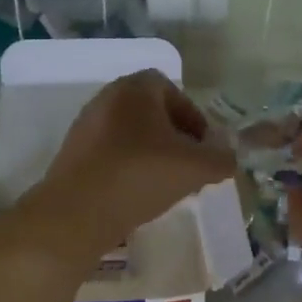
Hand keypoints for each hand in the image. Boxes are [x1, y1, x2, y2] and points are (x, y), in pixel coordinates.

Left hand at [32, 69, 236, 253]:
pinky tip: (137, 193)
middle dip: (174, 137)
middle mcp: (107, 98)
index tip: (204, 147)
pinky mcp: (72, 154)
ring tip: (166, 183)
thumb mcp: (195, 168)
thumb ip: (221, 159)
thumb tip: (228, 157)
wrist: (77, 213)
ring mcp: (86, 126)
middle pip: (150, 112)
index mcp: (135, 88)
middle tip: (189, 165)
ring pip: (130, 134)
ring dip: (151, 153)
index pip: (172, 90)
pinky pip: (110, 153)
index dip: (193, 117)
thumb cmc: (140, 176)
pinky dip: (128, 166)